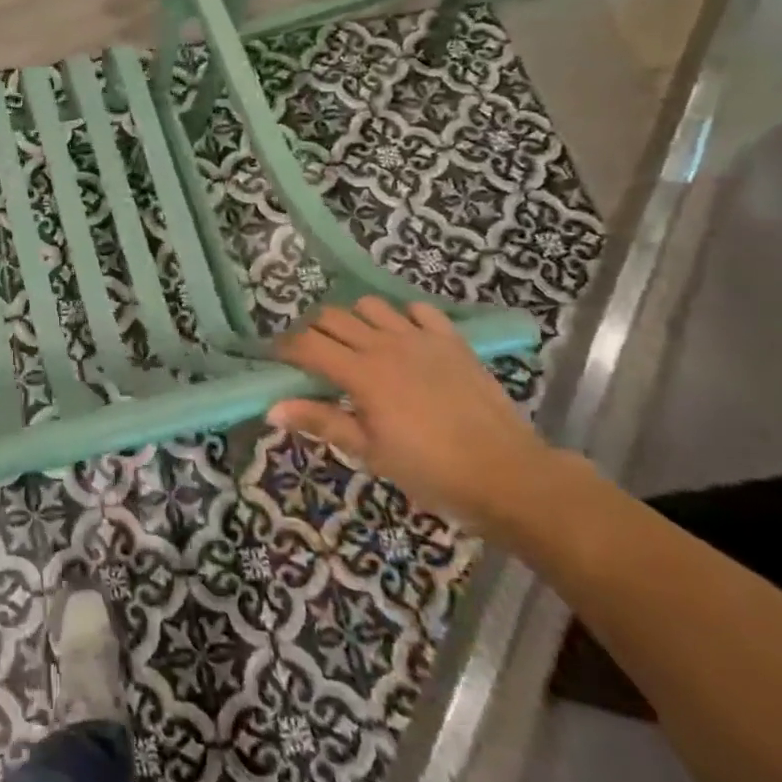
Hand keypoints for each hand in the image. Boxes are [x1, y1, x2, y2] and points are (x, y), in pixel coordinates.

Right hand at [270, 298, 562, 535]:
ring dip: (354, 320)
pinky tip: (402, 339)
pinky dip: (401, 317)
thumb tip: (272, 409)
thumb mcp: (370, 453)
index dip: (284, 348)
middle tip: (312, 357)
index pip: (307, 345)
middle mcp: (385, 344)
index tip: (275, 359)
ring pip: (370, 306)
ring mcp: (420, 338)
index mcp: (361, 374)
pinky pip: (418, 309)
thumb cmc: (431, 471)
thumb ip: (321, 422)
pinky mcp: (451, 339)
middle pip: (331, 317)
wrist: (508, 475)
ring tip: (356, 345)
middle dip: (313, 331)